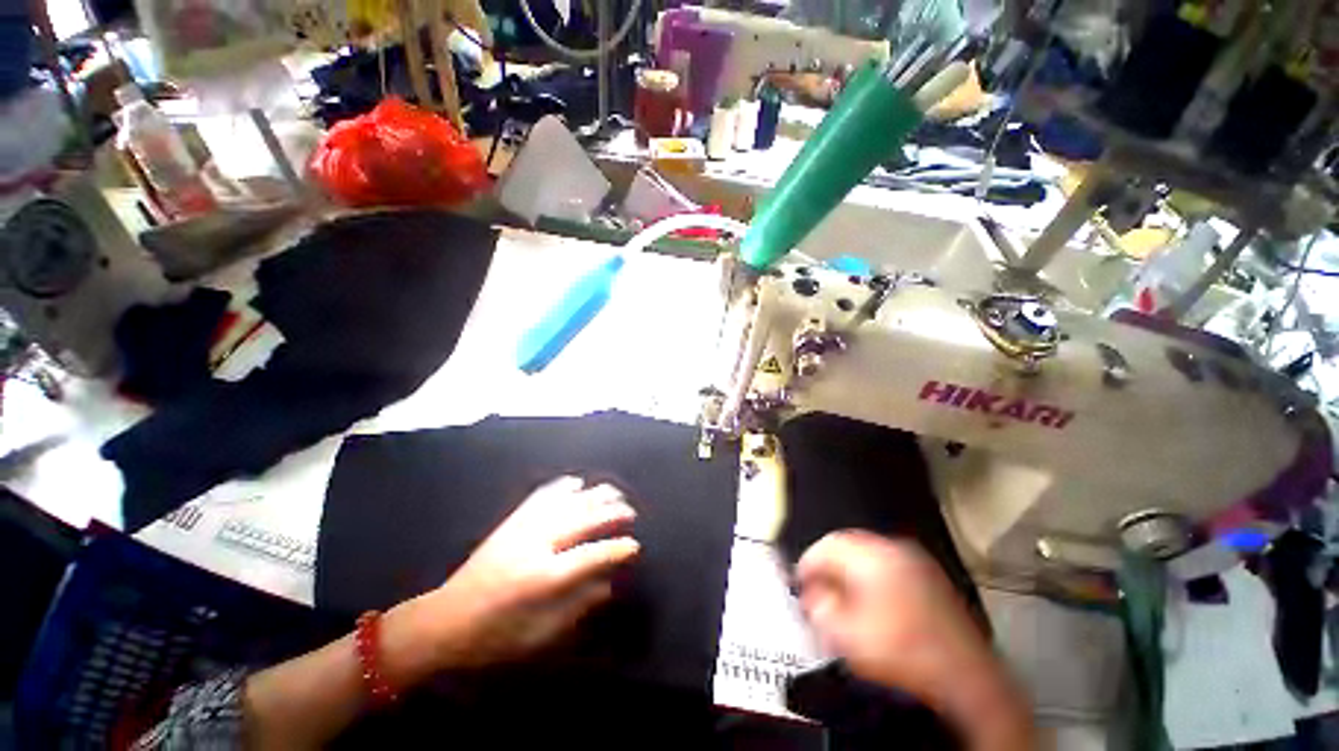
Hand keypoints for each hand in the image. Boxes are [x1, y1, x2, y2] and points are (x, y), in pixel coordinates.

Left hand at [388, 476, 639, 675]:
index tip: (634, 546)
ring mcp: (522, 528)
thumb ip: (577, 608)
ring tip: (613, 492)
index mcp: (542, 578)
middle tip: (630, 512)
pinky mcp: (511, 522)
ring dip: (593, 494)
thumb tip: (607, 584)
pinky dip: (562, 486)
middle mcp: (536, 545)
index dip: (616, 549)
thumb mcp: (539, 636)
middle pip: (582, 518)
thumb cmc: (494, 638)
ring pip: (566, 501)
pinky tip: (576, 482)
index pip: (590, 556)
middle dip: (611, 512)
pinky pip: (541, 495)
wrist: (444, 621)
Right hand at [796, 531, 1033, 750]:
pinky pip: (889, 567)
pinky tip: (871, 603)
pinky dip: (872, 579)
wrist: (967, 681)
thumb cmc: (904, 655)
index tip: (799, 582)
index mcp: (873, 556)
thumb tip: (810, 594)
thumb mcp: (847, 635)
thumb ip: (819, 608)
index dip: (807, 563)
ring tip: (842, 599)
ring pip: (868, 556)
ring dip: (849, 573)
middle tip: (818, 591)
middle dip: (828, 567)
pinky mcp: (930, 578)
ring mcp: (916, 562)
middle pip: (847, 546)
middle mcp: (895, 550)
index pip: (827, 545)